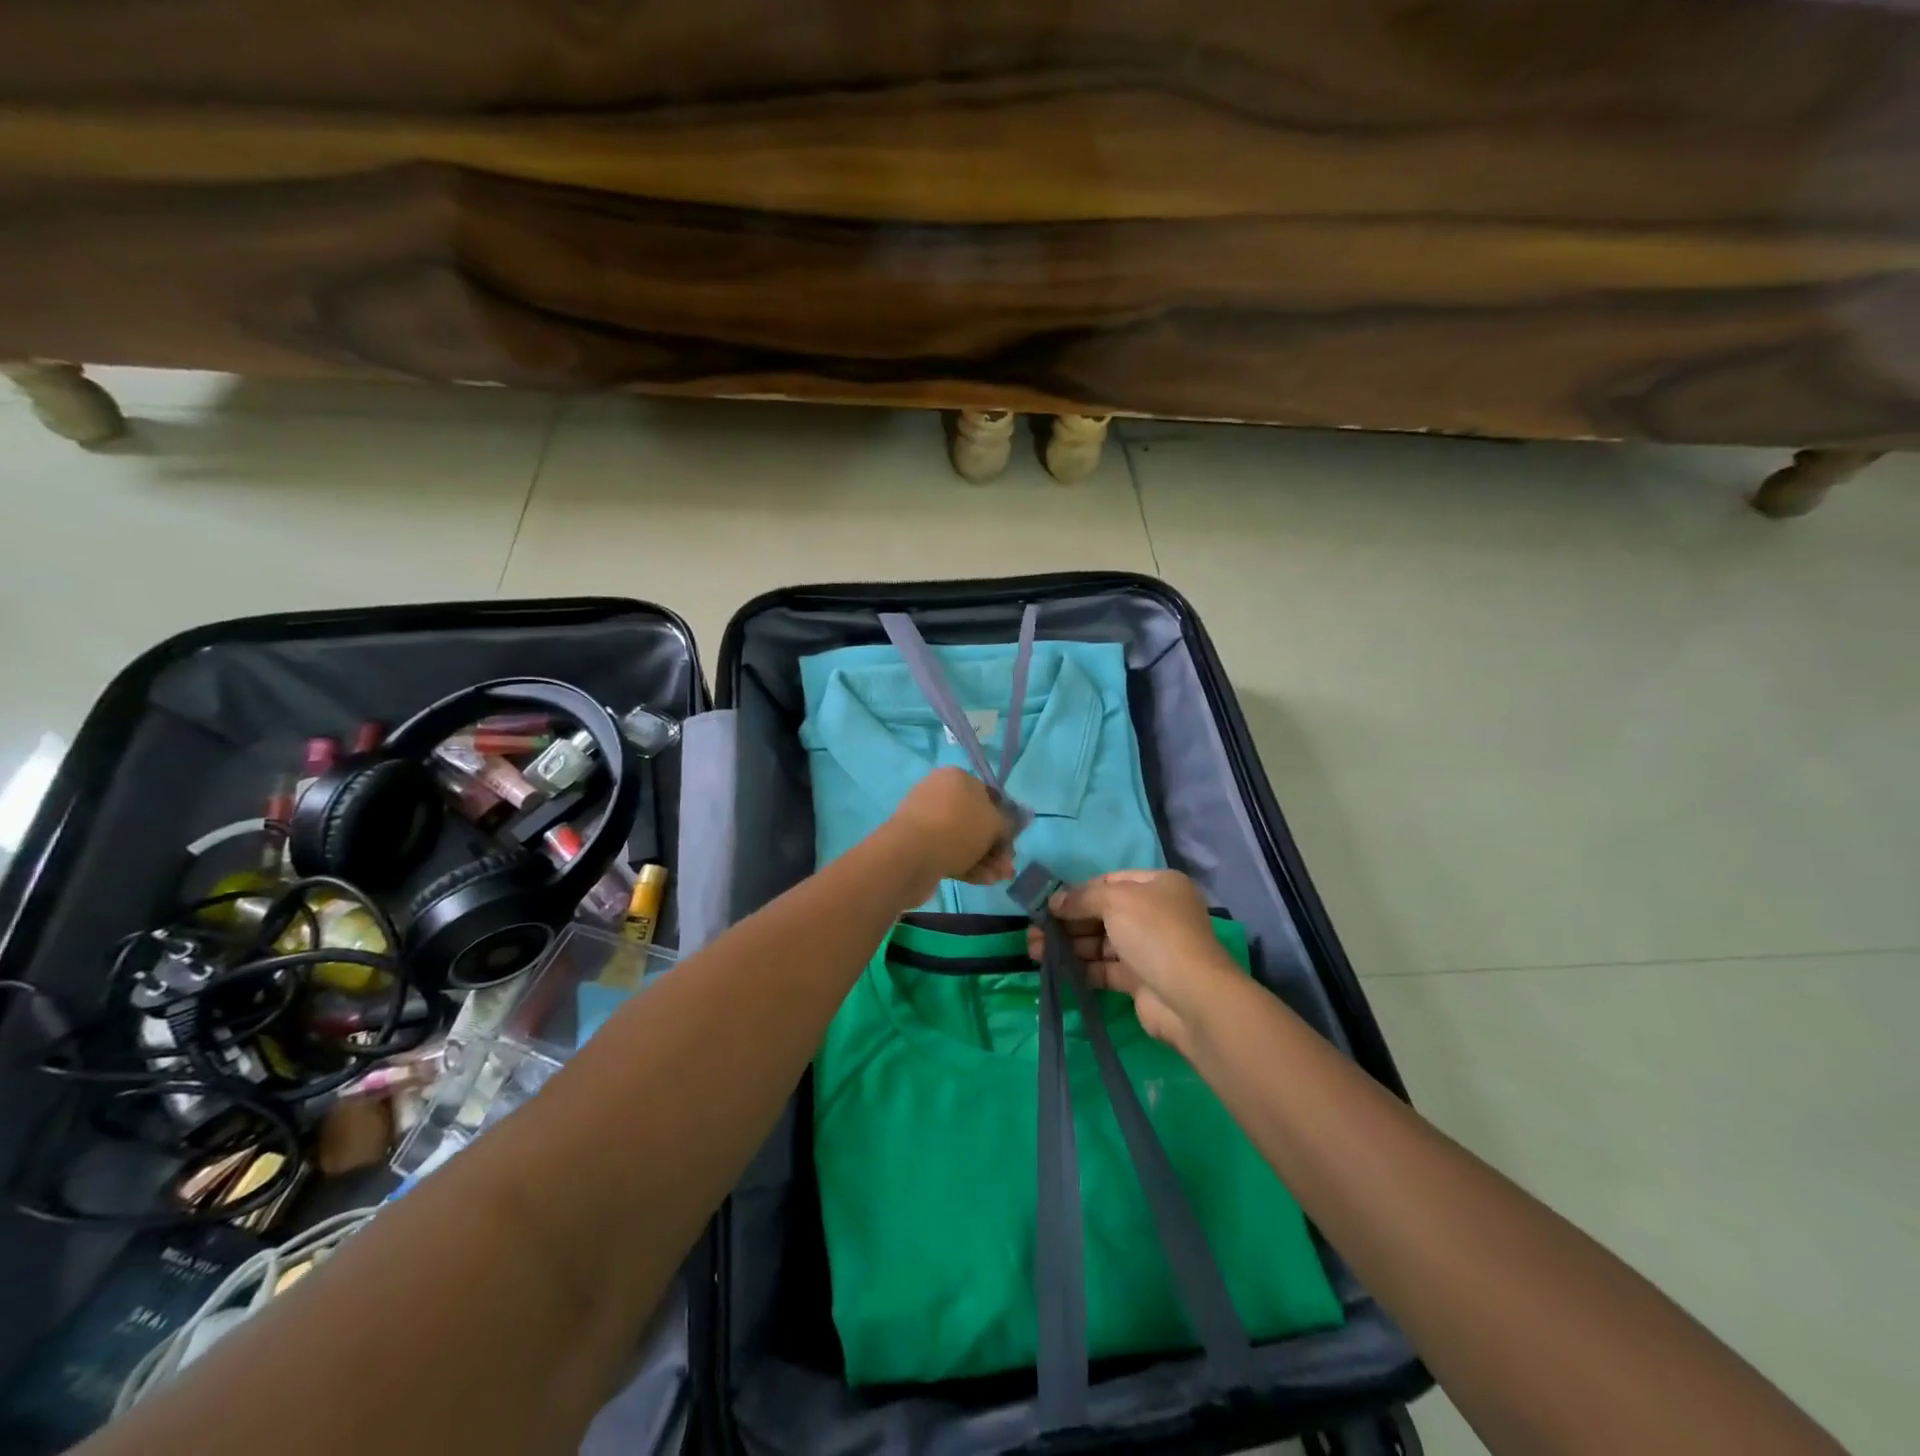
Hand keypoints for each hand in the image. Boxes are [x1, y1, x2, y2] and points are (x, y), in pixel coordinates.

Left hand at [885, 767, 1016, 900]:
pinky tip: (983, 880)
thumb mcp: (994, 823)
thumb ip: (1008, 823)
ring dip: (984, 858)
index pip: (989, 794)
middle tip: (1007, 865)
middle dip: (995, 845)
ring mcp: (926, 820)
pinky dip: (967, 864)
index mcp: (956, 777)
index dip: (1005, 818)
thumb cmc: (957, 829)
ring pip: (963, 839)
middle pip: (976, 820)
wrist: (910, 856)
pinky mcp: (918, 844)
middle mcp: (939, 793)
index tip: (1013, 840)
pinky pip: (948, 852)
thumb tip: (1014, 822)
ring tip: (997, 877)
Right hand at [1026, 870, 1239, 1049]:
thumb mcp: (1116, 901)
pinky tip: (1056, 969)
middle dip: (1068, 921)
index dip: (1078, 891)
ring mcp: (1148, 948)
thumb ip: (1082, 898)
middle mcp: (1155, 913)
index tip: (1048, 903)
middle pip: (1103, 913)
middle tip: (1035, 930)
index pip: (1110, 882)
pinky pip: (1105, 968)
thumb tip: (1054, 901)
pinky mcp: (1140, 980)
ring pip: (1101, 942)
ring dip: (1069, 944)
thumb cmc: (1155, 934)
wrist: (1191, 997)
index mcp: (1158, 886)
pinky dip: (1082, 967)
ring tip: (1035, 950)